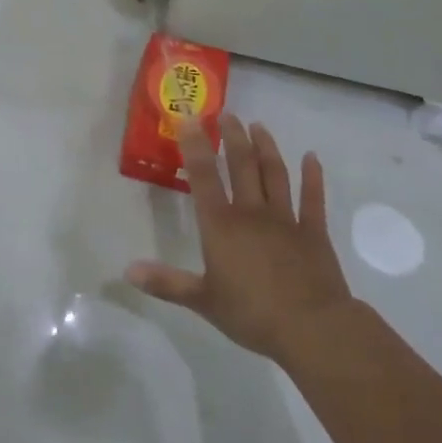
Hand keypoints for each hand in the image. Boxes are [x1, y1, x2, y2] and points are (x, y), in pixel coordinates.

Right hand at [125, 113, 355, 364]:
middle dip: (233, 137)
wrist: (312, 328)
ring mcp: (285, 219)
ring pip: (274, 173)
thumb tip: (128, 270)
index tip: (189, 118)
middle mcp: (251, 212)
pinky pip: (313, 198)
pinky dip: (313, 176)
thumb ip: (166, 283)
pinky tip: (311, 158)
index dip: (194, 145)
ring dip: (266, 147)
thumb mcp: (203, 301)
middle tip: (228, 114)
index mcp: (221, 225)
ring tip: (259, 126)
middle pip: (241, 165)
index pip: (203, 176)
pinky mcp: (314, 231)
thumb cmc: (252, 314)